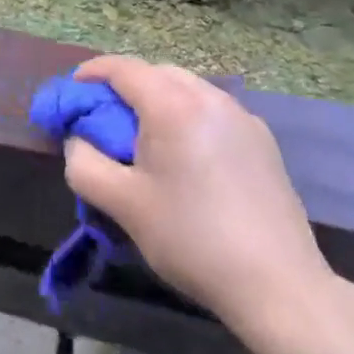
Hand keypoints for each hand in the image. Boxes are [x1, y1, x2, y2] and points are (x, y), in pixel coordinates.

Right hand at [62, 55, 337, 341]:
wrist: (279, 286)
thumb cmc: (192, 239)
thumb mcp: (123, 205)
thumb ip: (84, 164)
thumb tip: (77, 142)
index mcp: (172, 104)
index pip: (123, 67)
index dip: (92, 72)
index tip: (73, 92)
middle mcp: (209, 98)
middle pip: (156, 72)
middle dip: (125, 86)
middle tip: (105, 119)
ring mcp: (242, 117)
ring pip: (188, 89)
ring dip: (159, 100)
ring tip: (146, 139)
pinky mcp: (263, 142)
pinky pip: (213, 112)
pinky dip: (188, 117)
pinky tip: (188, 159)